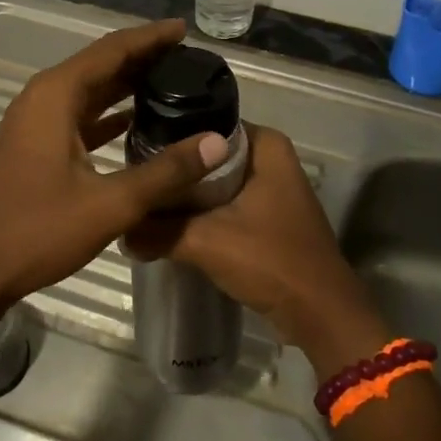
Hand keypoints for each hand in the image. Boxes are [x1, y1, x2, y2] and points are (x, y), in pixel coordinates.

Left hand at [0, 19, 229, 308]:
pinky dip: (107, 114)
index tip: (185, 29)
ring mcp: (33, 123)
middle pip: (100, 65)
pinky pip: (77, 116)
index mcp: (55, 95)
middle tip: (188, 57)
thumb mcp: (109, 204)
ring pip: (88, 91)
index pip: (112, 49)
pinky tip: (135, 121)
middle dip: (142, 58)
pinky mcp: (32, 146)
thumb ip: (165, 172)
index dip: (151, 38)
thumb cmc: (35, 231)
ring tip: (170, 82)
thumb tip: (218, 142)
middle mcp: (42, 98)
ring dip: (125, 85)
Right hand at [126, 124, 387, 377]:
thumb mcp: (206, 242)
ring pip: (216, 183)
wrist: (320, 314)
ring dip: (187, 196)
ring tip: (146, 201)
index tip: (136, 152)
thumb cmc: (271, 261)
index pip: (206, 125)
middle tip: (136, 179)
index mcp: (266, 145)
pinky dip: (203, 214)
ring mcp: (272, 189)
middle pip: (209, 156)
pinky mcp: (268, 217)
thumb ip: (159, 232)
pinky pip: (226, 204)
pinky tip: (171, 226)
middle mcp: (271, 159)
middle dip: (176, 171)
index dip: (172, 139)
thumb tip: (120, 232)